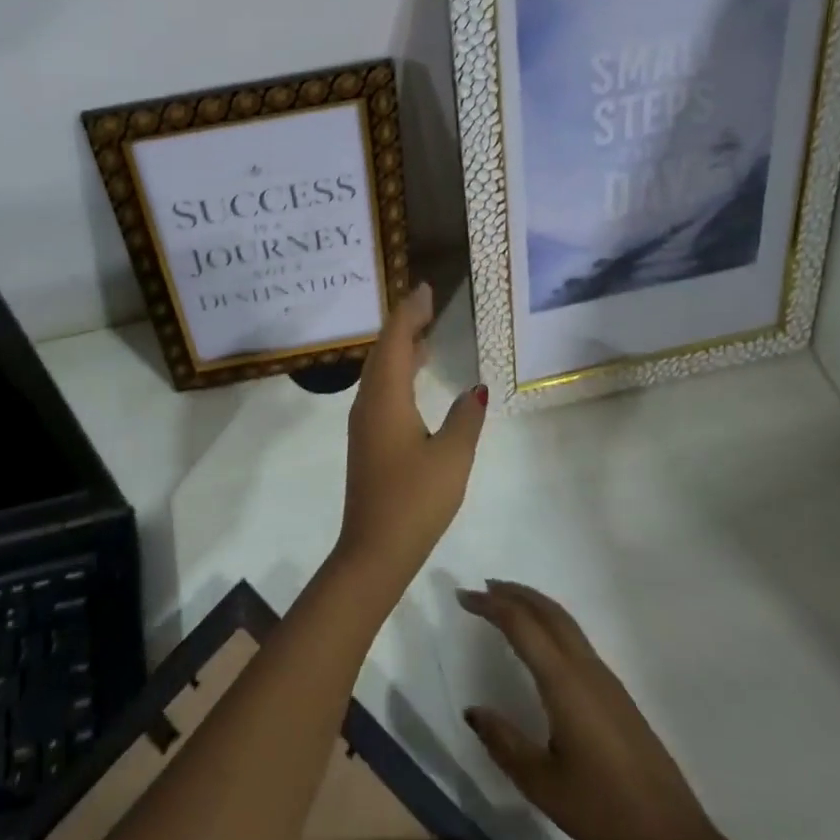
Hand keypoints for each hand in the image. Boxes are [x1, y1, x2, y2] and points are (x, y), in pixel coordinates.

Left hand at [335, 283, 486, 596]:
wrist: (374, 549)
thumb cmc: (415, 500)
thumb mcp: (452, 457)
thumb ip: (465, 418)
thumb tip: (475, 390)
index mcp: (385, 398)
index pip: (395, 341)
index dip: (409, 312)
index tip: (426, 290)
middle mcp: (368, 402)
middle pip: (383, 351)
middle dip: (404, 324)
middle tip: (429, 304)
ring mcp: (364, 422)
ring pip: (379, 371)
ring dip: (400, 348)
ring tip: (426, 333)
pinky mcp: (367, 439)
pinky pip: (380, 390)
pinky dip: (397, 372)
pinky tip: (415, 378)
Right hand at [457, 580, 724, 839]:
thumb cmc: (603, 810)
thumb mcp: (541, 784)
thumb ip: (503, 742)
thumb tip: (473, 711)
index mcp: (564, 682)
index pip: (521, 625)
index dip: (490, 605)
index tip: (463, 597)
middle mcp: (586, 669)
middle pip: (548, 612)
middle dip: (514, 593)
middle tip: (482, 588)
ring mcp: (606, 680)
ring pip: (566, 623)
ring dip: (534, 605)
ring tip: (506, 605)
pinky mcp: (617, 695)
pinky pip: (576, 639)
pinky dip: (550, 624)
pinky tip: (541, 644)